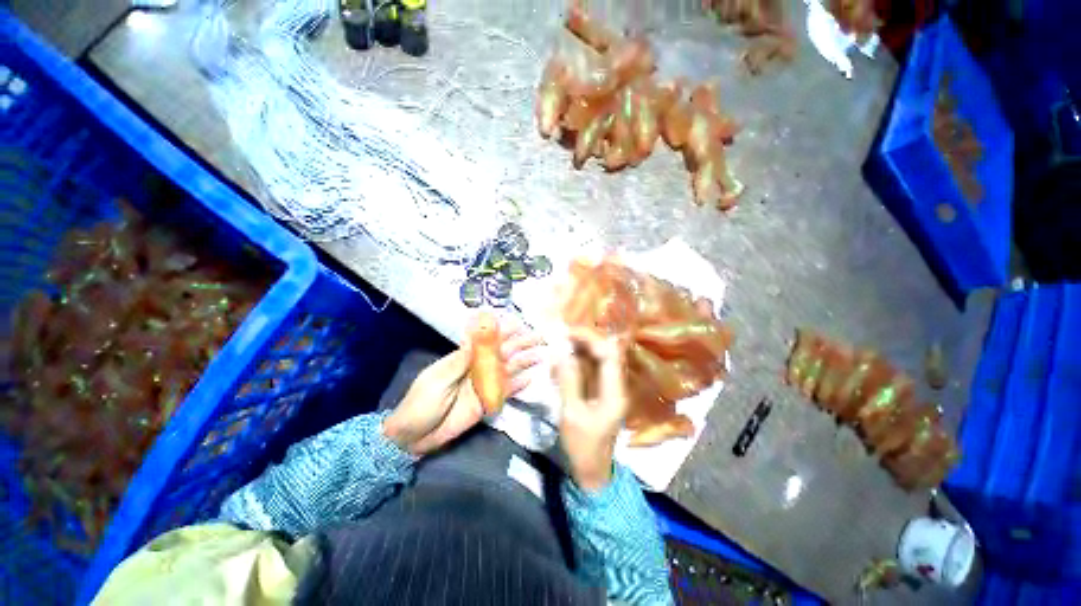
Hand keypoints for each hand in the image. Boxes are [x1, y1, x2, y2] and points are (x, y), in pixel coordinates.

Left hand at [383, 317, 542, 454]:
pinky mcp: (487, 403)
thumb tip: (474, 336)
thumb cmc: (422, 403)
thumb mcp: (437, 380)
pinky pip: (506, 392)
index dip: (503, 331)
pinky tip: (531, 378)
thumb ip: (459, 361)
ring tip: (541, 355)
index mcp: (464, 359)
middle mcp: (478, 369)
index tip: (519, 323)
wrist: (414, 436)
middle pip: (503, 354)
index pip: (487, 341)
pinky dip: (518, 386)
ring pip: (508, 370)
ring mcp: (484, 386)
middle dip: (521, 344)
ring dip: (524, 362)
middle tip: (540, 337)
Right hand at [556, 327, 628, 490]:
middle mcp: (616, 385)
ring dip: (580, 349)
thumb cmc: (583, 446)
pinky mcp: (600, 392)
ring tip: (559, 346)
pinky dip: (577, 362)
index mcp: (615, 391)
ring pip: (598, 359)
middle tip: (562, 336)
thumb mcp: (572, 414)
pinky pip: (590, 369)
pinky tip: (562, 363)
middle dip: (585, 341)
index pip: (609, 354)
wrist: (592, 470)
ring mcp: (609, 388)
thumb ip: (568, 381)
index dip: (590, 339)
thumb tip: (560, 353)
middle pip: (606, 352)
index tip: (568, 333)